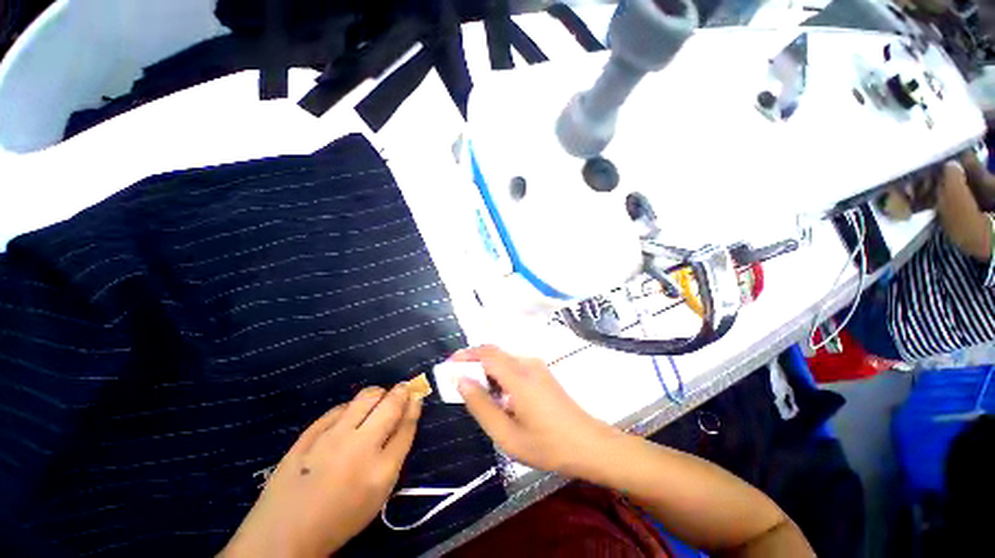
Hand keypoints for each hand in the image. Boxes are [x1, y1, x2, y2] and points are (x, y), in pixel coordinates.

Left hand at [221, 385, 421, 557]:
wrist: (284, 535)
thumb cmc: (340, 517)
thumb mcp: (378, 493)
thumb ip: (395, 454)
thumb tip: (405, 420)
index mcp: (382, 469)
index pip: (407, 425)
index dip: (414, 406)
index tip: (417, 395)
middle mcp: (361, 446)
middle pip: (391, 404)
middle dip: (402, 391)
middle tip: (403, 389)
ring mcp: (333, 437)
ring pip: (366, 397)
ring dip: (378, 393)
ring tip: (379, 398)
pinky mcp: (310, 433)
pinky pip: (339, 407)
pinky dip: (350, 406)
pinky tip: (350, 413)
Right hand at [452, 345, 613, 475]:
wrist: (588, 444)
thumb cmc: (547, 445)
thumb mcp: (507, 434)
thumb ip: (481, 406)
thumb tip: (461, 381)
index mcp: (519, 377)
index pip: (486, 354)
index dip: (465, 355)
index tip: (449, 365)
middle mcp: (528, 364)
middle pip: (494, 353)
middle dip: (473, 361)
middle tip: (458, 380)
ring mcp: (537, 366)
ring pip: (504, 359)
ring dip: (486, 369)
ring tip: (477, 392)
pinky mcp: (542, 372)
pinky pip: (514, 365)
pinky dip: (499, 374)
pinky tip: (499, 395)